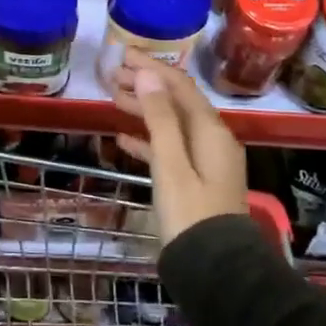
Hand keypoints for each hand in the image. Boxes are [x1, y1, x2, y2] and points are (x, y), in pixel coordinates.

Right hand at [110, 52, 247, 249]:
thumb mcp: (170, 164)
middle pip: (176, 102)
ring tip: (112, 99)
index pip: (179, 86)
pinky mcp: (196, 179)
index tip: (122, 55)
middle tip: (111, 76)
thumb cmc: (190, 214)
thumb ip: (159, 118)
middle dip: (145, 86)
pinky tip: (123, 140)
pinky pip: (170, 149)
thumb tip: (147, 75)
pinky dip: (148, 140)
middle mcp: (212, 138)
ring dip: (144, 110)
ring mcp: (206, 160)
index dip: (151, 68)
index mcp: (210, 130)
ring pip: (171, 124)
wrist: (215, 271)